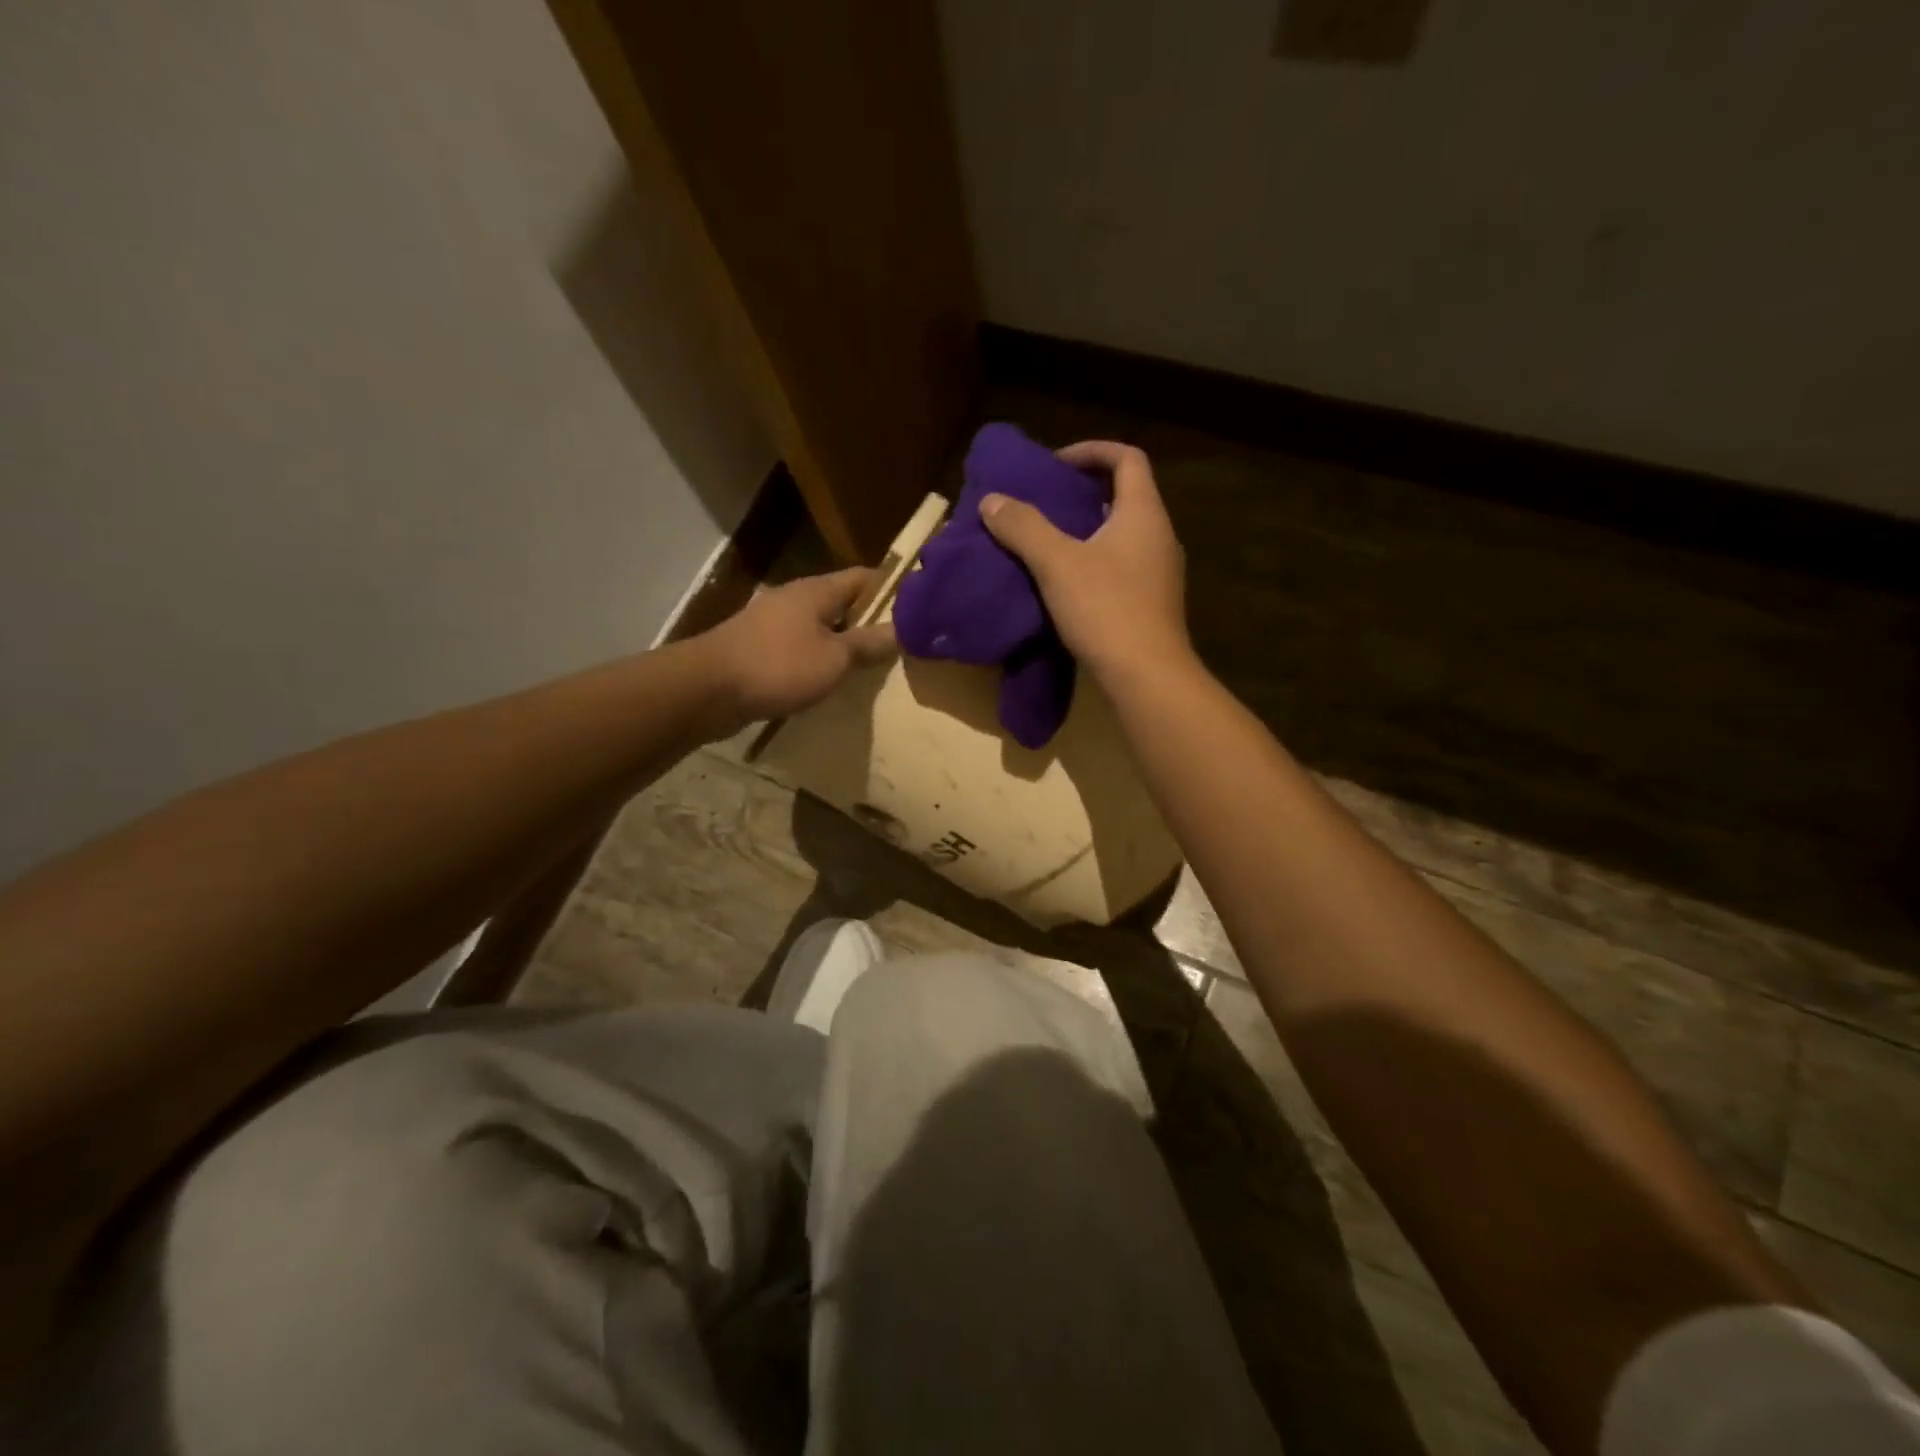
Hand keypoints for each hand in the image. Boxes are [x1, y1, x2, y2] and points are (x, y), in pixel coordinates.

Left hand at [701, 567, 896, 724]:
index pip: (864, 577)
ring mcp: (773, 622)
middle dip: (868, 620)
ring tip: (869, 665)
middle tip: (899, 643)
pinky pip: (799, 646)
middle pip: (841, 602)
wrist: (708, 689)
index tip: (917, 609)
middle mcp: (795, 598)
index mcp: (817, 591)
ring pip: (820, 626)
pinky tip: (829, 679)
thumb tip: (901, 630)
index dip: (892, 590)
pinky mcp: (758, 647)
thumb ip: (868, 644)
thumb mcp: (835, 659)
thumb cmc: (779, 667)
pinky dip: (818, 658)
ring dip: (842, 641)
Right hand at [981, 440, 1191, 682]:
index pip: (1127, 458)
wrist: (1147, 677)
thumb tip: (992, 500)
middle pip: (1126, 495)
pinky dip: (1096, 562)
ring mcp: (1160, 572)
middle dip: (1084, 493)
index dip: (1092, 451)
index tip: (1055, 464)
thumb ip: (1024, 527)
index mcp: (1143, 513)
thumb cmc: (1106, 609)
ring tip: (1048, 544)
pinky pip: (1123, 567)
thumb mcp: (1056, 563)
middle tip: (1045, 504)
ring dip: (1088, 531)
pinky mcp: (1153, 603)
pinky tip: (1066, 585)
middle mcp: (1159, 535)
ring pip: (1123, 535)